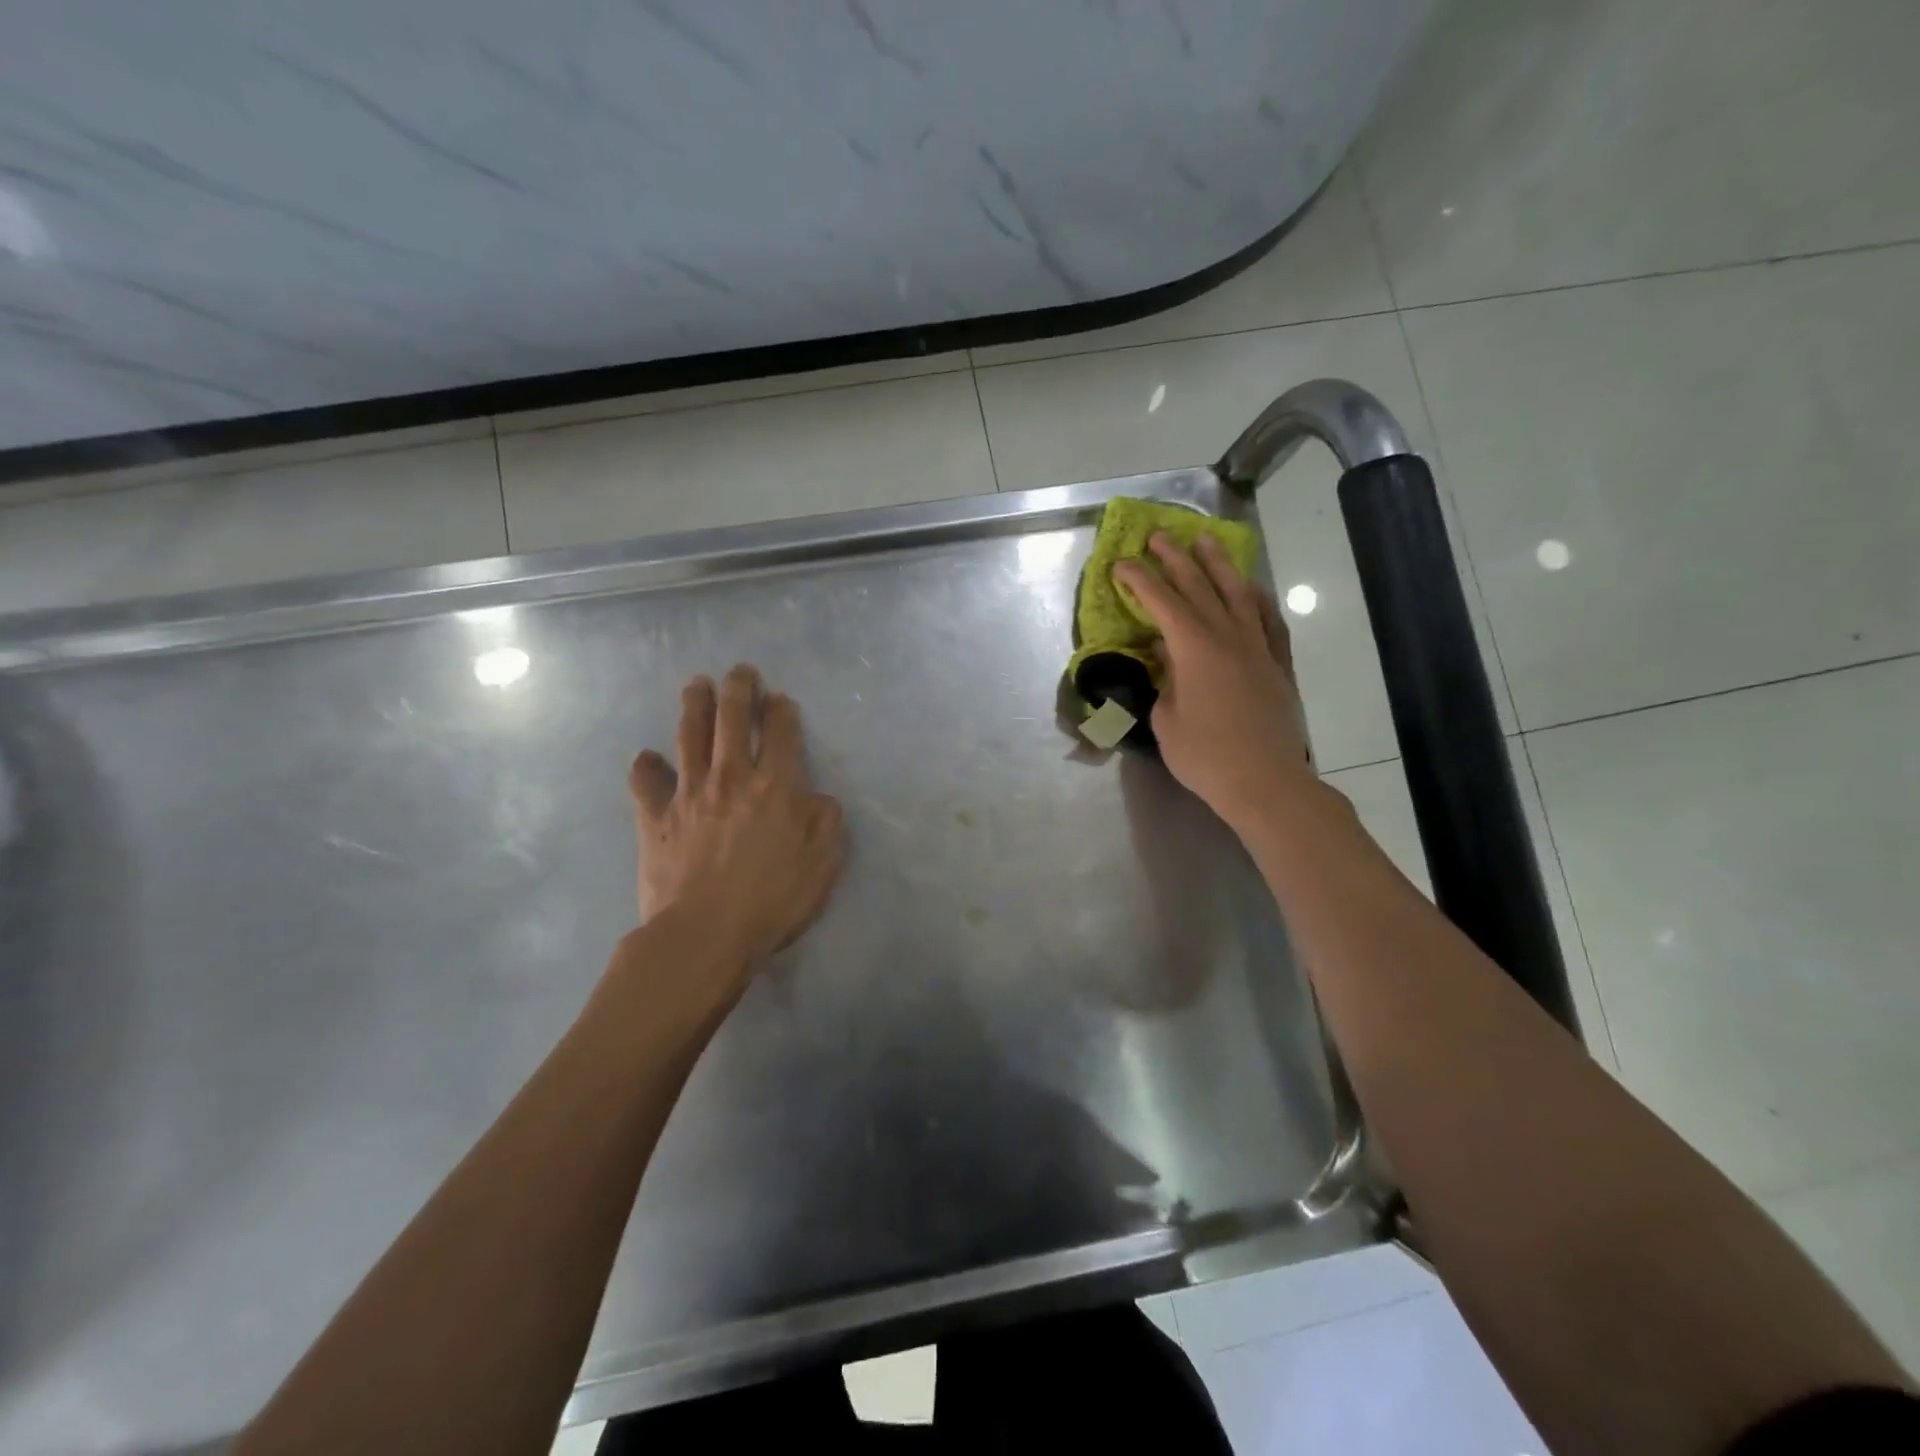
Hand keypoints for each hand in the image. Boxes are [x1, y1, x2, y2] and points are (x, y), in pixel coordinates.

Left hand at [627, 665, 846, 968]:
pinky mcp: (656, 818)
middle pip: (732, 719)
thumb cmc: (773, 899)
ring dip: (694, 706)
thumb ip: (826, 820)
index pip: (780, 731)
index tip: (780, 699)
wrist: (705, 934)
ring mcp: (689, 793)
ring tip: (697, 685)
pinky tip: (646, 758)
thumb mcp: (824, 862)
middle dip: (738, 689)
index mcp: (776, 785)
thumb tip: (815, 797)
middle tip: (739, 672)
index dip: (781, 710)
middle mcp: (731, 777)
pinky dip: (646, 767)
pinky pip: (646, 783)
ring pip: (689, 736)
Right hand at [1113, 532, 1315, 832]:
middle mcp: (1228, 636)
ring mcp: (1258, 647)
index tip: (1121, 563)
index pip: (1162, 602)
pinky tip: (1250, 589)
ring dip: (1219, 564)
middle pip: (1199, 586)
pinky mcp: (1277, 663)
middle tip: (1159, 536)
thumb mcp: (1166, 720)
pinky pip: (1267, 619)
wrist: (1266, 782)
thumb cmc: (1205, 756)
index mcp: (1194, 649)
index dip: (1140, 580)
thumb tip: (1166, 657)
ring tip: (1206, 541)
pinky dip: (1256, 598)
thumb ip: (1164, 681)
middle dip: (1176, 558)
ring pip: (1237, 593)